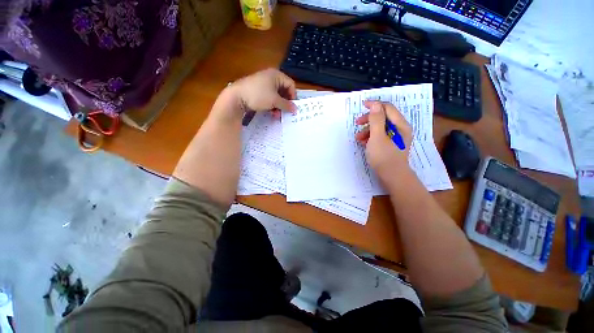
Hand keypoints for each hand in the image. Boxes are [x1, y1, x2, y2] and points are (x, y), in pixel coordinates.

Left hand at [225, 68, 296, 118]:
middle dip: (285, 103)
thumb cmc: (258, 95)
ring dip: (279, 106)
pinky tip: (271, 113)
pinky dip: (272, 105)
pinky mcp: (258, 91)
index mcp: (276, 75)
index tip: (292, 107)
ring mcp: (264, 84)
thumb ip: (286, 105)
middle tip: (285, 112)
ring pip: (277, 96)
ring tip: (276, 115)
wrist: (236, 97)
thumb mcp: (274, 101)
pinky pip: (269, 98)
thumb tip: (295, 109)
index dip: (293, 96)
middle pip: (284, 91)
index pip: (291, 84)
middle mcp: (271, 77)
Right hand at [355, 101, 412, 177]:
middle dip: (369, 119)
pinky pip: (380, 136)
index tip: (362, 106)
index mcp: (400, 125)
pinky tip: (363, 143)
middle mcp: (400, 129)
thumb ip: (376, 120)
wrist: (392, 177)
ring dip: (368, 130)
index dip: (375, 105)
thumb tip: (376, 104)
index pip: (387, 108)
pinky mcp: (391, 145)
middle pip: (384, 117)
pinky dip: (371, 137)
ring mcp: (396, 138)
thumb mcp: (377, 137)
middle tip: (357, 123)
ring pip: (380, 128)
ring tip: (358, 138)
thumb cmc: (384, 157)